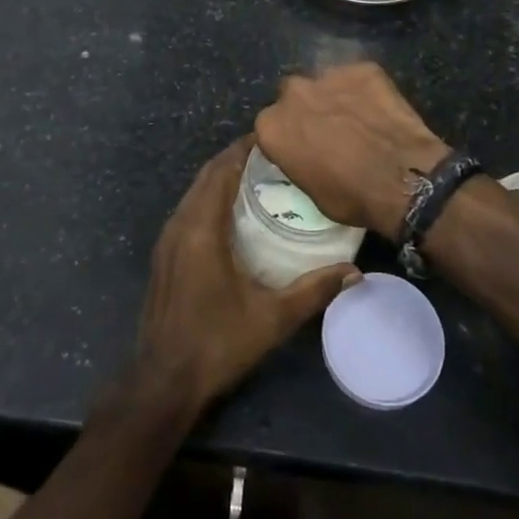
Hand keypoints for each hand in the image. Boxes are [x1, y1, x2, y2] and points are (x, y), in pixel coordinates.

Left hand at [133, 137, 358, 414]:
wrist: (163, 382)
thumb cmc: (218, 343)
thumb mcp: (272, 318)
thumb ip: (313, 290)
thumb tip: (355, 273)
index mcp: (202, 229)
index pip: (221, 170)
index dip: (243, 149)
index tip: (272, 137)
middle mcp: (179, 224)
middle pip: (206, 175)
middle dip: (234, 158)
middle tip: (271, 154)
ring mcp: (167, 240)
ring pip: (193, 192)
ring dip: (219, 177)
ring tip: (255, 176)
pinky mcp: (163, 255)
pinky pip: (187, 210)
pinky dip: (208, 197)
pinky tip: (230, 212)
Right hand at [254, 63, 451, 242]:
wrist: (403, 178)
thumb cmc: (351, 196)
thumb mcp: (310, 191)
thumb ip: (297, 161)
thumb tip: (304, 155)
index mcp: (271, 126)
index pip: (269, 126)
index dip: (286, 136)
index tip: (299, 147)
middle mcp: (292, 93)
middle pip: (292, 96)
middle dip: (305, 109)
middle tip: (327, 130)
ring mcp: (328, 75)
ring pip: (324, 82)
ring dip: (333, 96)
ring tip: (355, 118)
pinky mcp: (362, 68)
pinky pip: (357, 77)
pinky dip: (364, 90)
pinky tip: (378, 110)